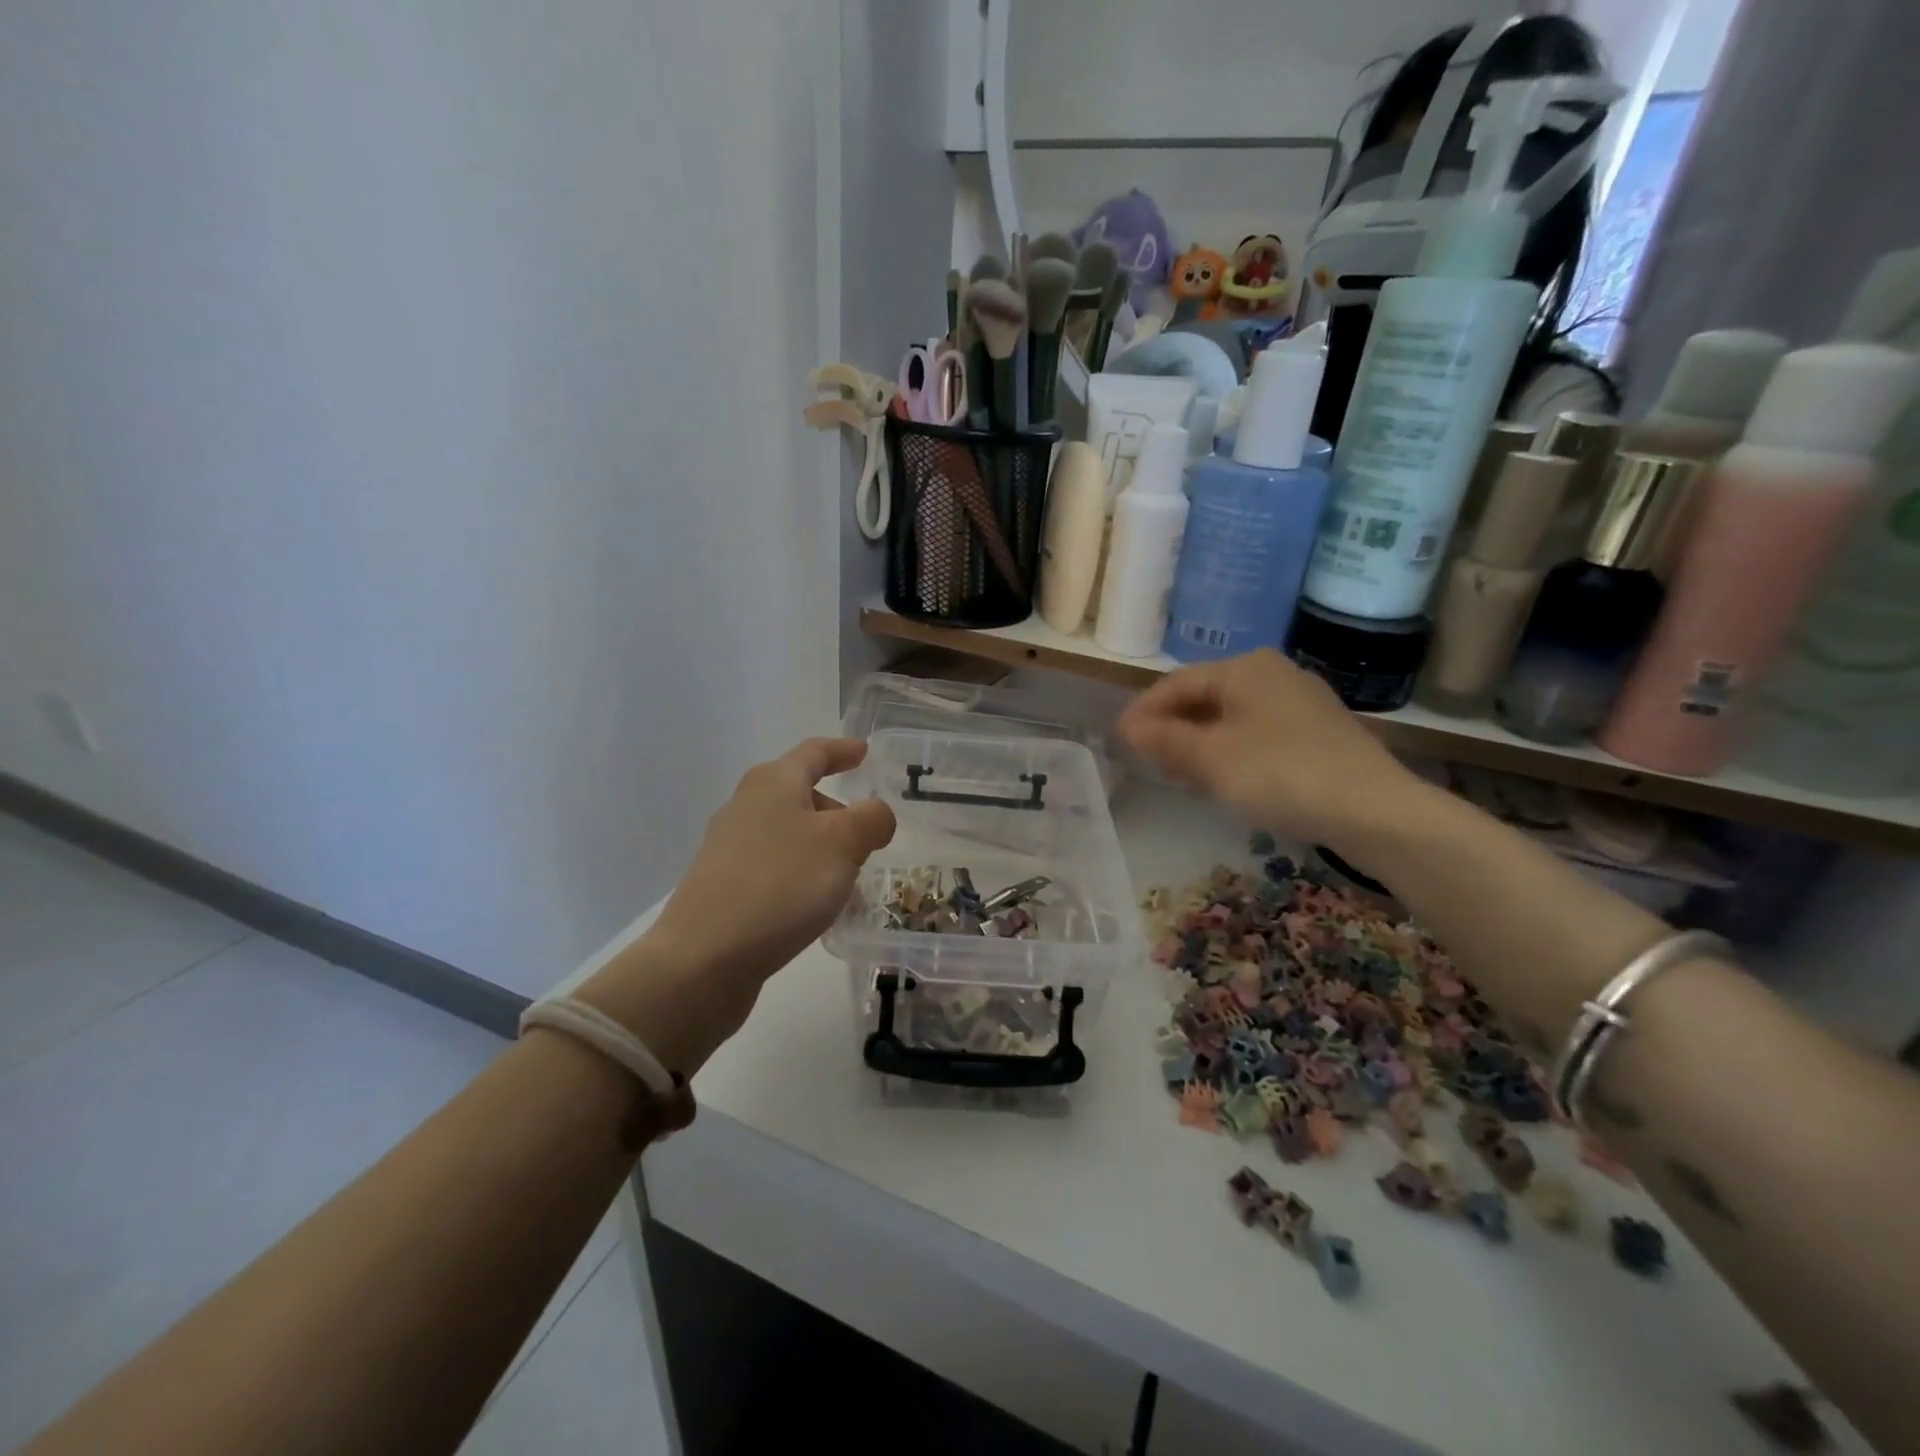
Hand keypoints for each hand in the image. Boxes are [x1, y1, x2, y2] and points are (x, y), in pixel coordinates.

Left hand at [580, 739, 894, 1067]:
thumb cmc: (780, 885)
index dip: (843, 750)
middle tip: (868, 835)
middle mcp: (747, 805)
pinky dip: (802, 874)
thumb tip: (876, 813)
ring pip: (789, 834)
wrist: (703, 958)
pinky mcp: (723, 886)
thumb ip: (870, 819)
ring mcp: (730, 847)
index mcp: (774, 782)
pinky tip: (816, 906)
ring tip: (850, 877)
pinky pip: (775, 866)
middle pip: (800, 793)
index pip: (815, 752)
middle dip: (837, 810)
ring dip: (822, 847)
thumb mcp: (842, 844)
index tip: (864, 753)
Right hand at [1119, 650, 1419, 852]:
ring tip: (1180, 774)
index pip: (1177, 683)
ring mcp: (1300, 702)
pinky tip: (1225, 779)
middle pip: (1205, 697)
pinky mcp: (1317, 733)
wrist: (1374, 811)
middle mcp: (1273, 674)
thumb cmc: (1281, 774)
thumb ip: (1165, 741)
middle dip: (1173, 728)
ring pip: (1230, 718)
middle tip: (1148, 760)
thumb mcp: (1211, 759)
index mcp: (1245, 668)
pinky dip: (1230, 752)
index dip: (1144, 711)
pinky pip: (1257, 734)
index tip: (1119, 740)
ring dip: (1200, 743)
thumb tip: (1129, 727)